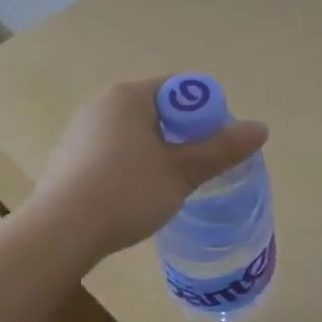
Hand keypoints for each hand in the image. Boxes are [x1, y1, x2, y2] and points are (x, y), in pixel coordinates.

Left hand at [30, 78, 269, 262]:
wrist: (60, 232)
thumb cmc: (126, 192)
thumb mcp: (181, 172)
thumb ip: (221, 149)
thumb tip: (261, 128)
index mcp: (129, 96)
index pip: (180, 89)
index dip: (206, 113)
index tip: (217, 145)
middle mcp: (102, 104)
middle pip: (158, 110)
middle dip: (183, 135)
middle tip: (200, 167)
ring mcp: (81, 131)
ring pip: (134, 134)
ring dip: (158, 152)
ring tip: (170, 186)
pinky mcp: (68, 159)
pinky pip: (112, 152)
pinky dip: (131, 166)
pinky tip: (135, 196)